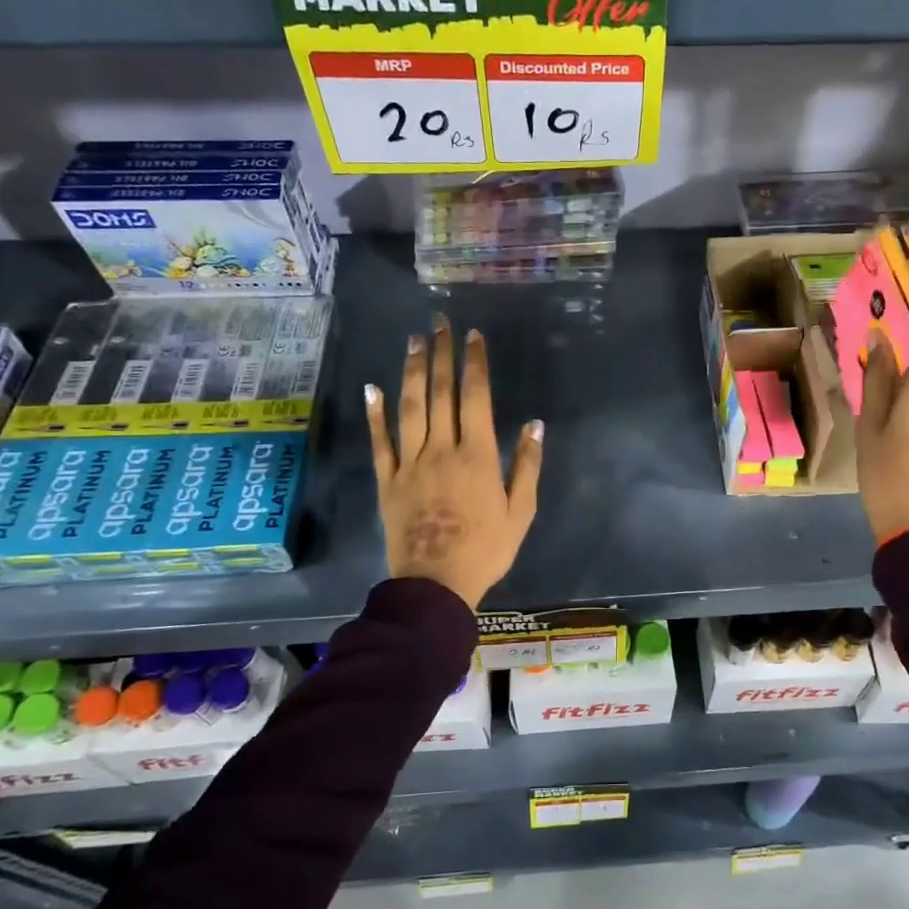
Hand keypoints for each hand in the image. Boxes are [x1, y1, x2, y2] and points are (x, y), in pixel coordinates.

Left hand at [366, 316, 543, 609]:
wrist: (436, 584)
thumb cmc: (486, 549)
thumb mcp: (521, 512)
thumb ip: (528, 466)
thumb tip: (535, 424)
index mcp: (477, 456)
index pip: (475, 398)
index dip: (475, 364)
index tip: (474, 337)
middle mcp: (442, 450)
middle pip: (440, 394)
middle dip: (442, 355)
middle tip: (440, 323)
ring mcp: (410, 464)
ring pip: (410, 408)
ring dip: (413, 372)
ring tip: (415, 341)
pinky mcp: (387, 481)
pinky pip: (380, 442)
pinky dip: (376, 414)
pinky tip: (373, 387)